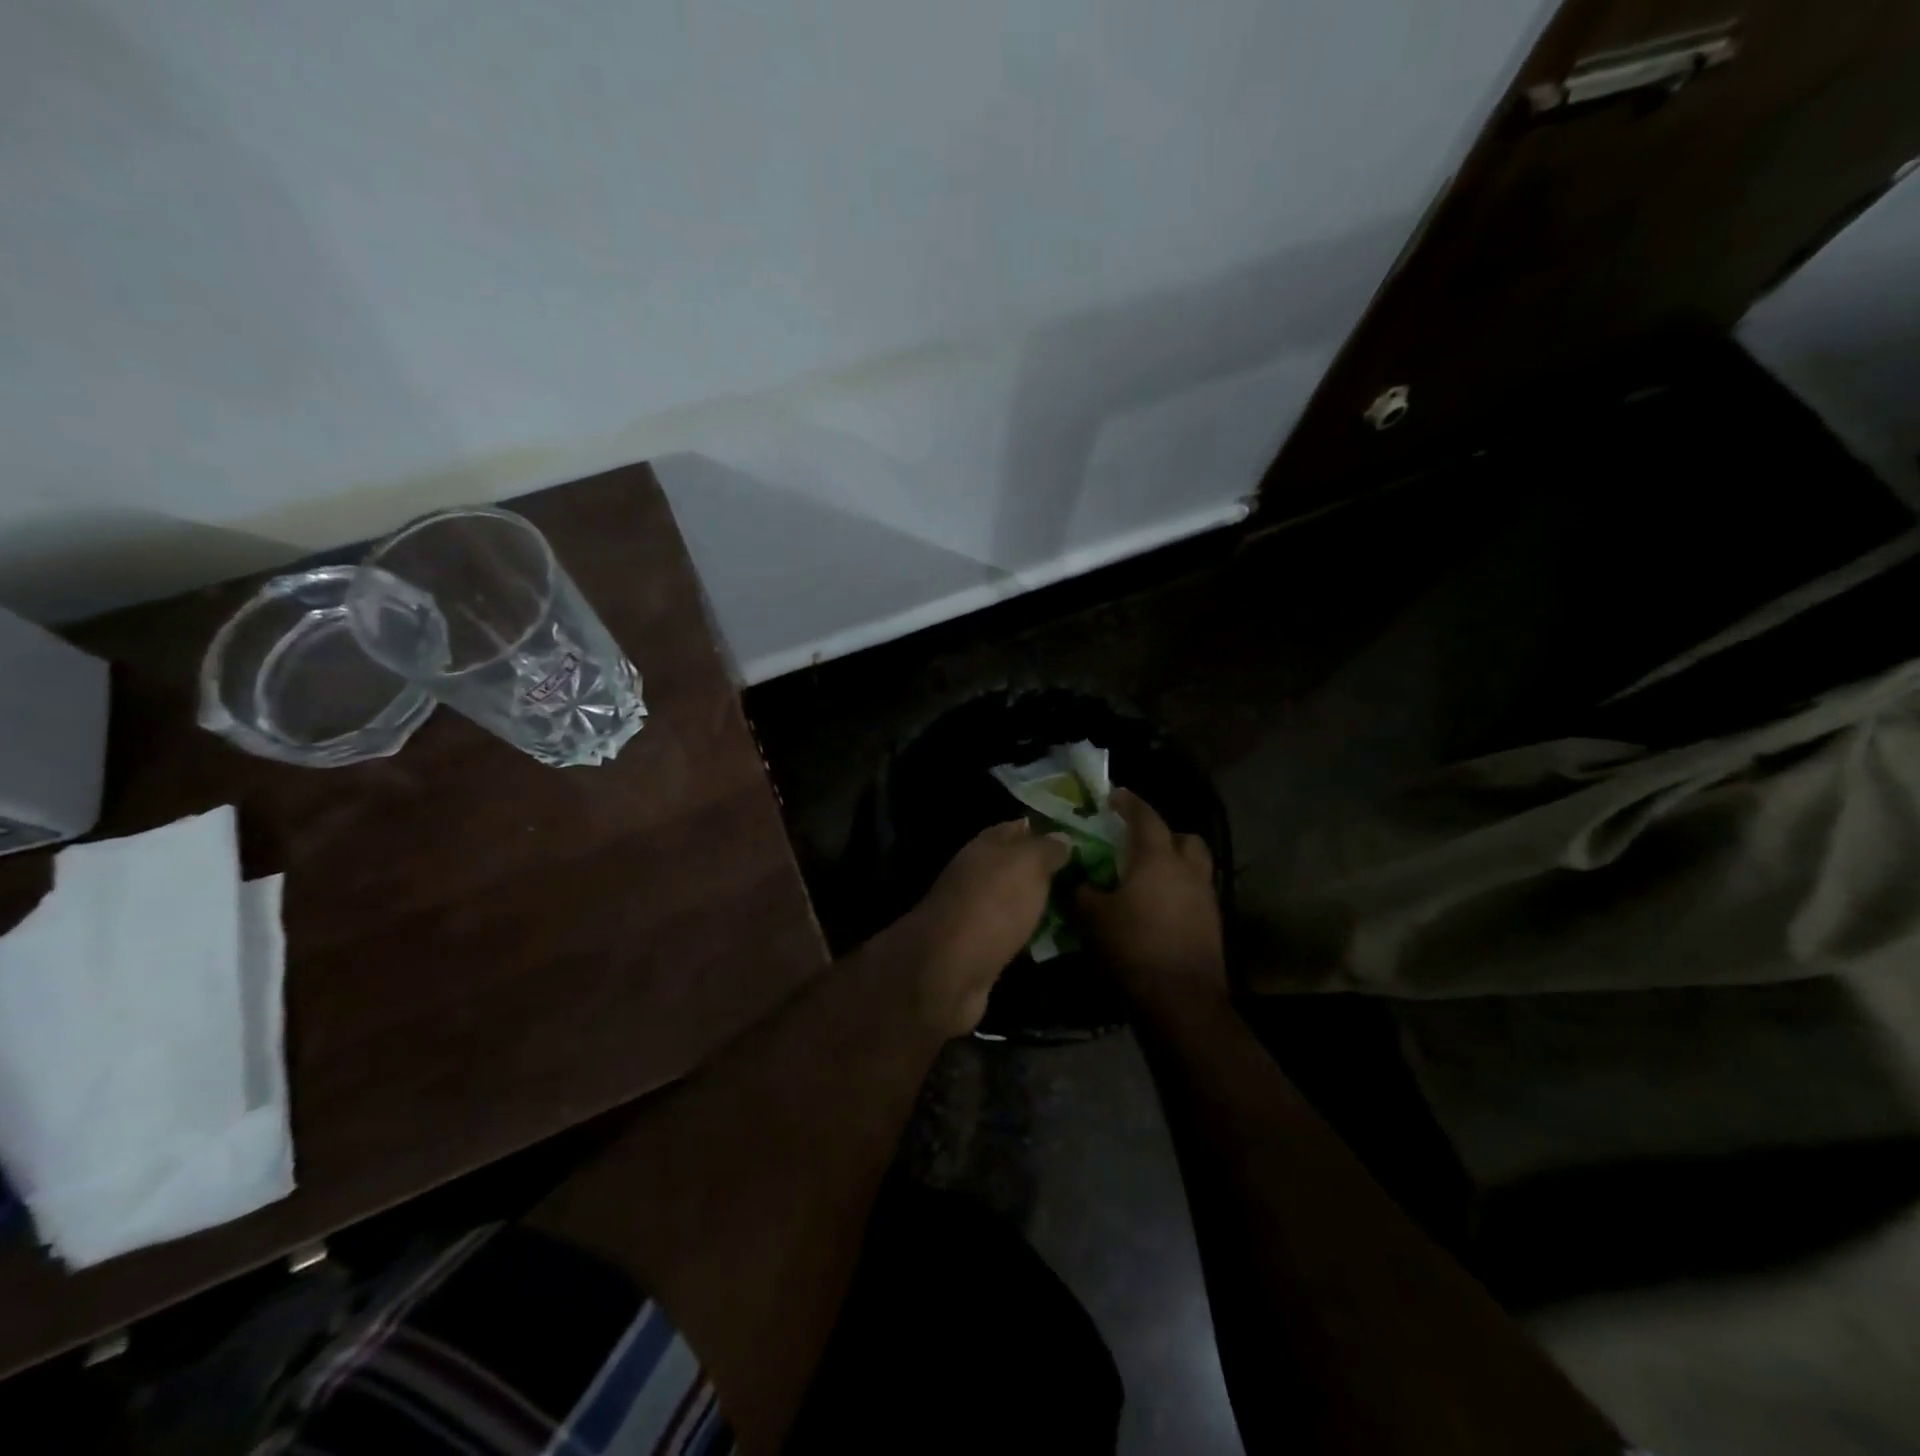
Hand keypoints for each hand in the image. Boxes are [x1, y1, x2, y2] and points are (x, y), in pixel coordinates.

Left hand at [899, 821, 1071, 1034]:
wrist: (949, 970)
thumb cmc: (991, 905)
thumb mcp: (1026, 865)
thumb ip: (1046, 848)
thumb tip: (1063, 837)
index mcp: (985, 847)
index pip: (1017, 828)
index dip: (1046, 830)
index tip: (1080, 837)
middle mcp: (977, 875)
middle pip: (1017, 867)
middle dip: (1048, 870)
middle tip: (1089, 876)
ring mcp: (977, 914)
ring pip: (1016, 901)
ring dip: (1042, 903)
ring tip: (1082, 906)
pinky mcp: (981, 949)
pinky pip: (1014, 933)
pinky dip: (1032, 934)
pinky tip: (1058, 939)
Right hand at [1073, 789, 1226, 1014]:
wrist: (1180, 1000)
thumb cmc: (1133, 948)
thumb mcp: (1093, 918)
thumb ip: (1082, 892)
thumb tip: (1077, 880)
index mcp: (1157, 859)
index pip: (1145, 817)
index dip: (1129, 803)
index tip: (1114, 796)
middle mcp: (1188, 870)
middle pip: (1183, 838)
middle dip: (1163, 834)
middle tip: (1137, 843)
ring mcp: (1205, 898)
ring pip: (1195, 865)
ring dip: (1175, 863)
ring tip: (1149, 877)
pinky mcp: (1213, 924)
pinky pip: (1196, 893)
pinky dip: (1179, 891)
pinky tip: (1159, 908)